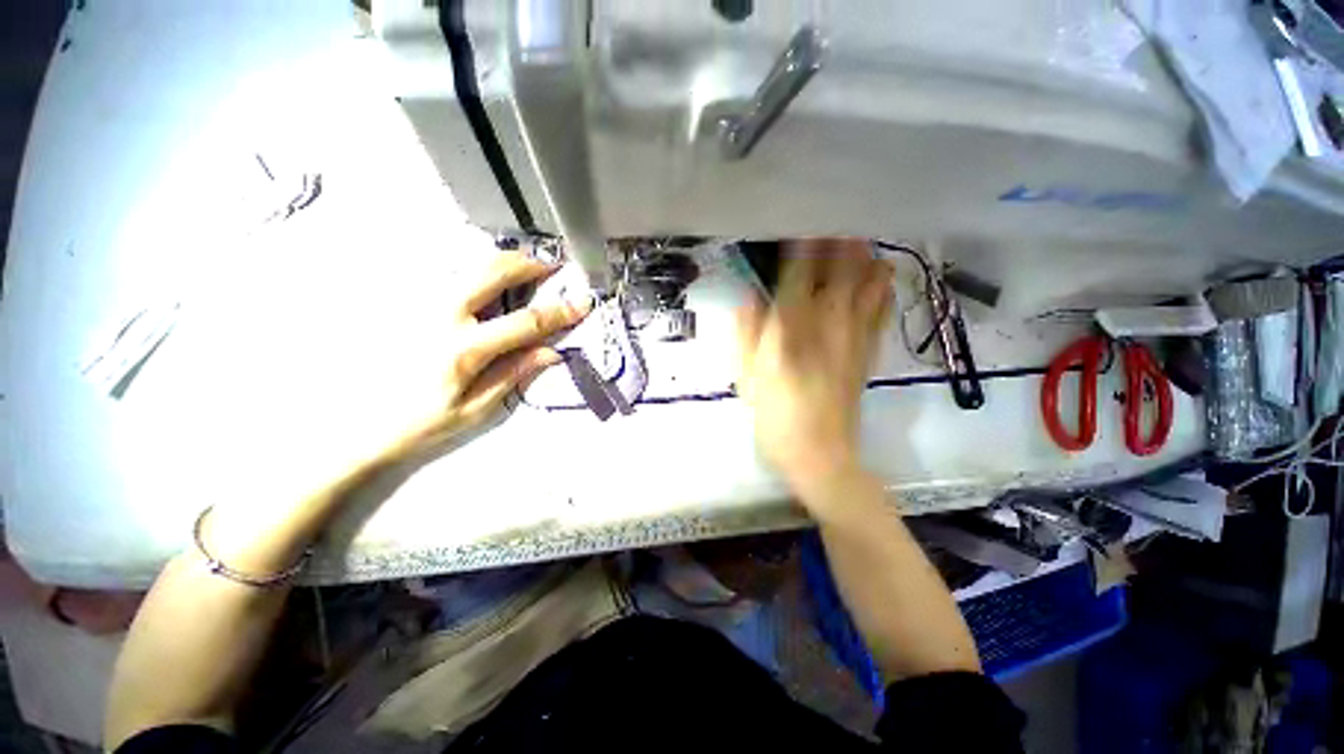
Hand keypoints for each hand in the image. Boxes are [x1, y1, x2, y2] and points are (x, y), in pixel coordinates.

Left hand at [400, 251, 589, 449]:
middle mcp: (442, 316)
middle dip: (529, 264)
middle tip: (552, 267)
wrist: (359, 424)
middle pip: (493, 272)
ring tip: (527, 271)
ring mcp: (422, 304)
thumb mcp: (476, 409)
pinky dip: (479, 271)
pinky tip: (491, 284)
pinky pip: (452, 275)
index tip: (583, 303)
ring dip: (505, 263)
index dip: (560, 312)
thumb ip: (514, 374)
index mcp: (464, 348)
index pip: (525, 322)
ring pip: (470, 266)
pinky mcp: (410, 303)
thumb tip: (551, 351)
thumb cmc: (421, 422)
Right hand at [735, 239, 893, 502]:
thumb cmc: (775, 416)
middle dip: (840, 238)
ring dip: (864, 256)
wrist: (820, 455)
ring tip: (857, 238)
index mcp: (792, 328)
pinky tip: (877, 275)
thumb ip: (747, 332)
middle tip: (835, 217)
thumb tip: (750, 297)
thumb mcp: (747, 377)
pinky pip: (882, 308)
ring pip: (870, 281)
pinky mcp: (869, 351)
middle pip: (843, 267)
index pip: (799, 271)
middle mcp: (828, 322)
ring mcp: (855, 336)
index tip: (801, 218)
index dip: (801, 241)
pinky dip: (881, 286)